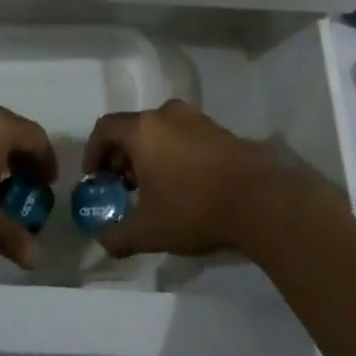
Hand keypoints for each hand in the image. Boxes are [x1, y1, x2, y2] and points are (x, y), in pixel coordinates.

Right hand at [81, 100, 306, 258]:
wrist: (261, 201)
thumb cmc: (195, 209)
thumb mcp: (148, 231)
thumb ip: (117, 236)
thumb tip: (102, 241)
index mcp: (143, 130)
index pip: (105, 128)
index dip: (94, 152)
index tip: (96, 179)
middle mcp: (167, 115)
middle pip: (132, 129)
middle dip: (121, 157)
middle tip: (123, 188)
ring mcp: (197, 119)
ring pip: (160, 132)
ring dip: (149, 156)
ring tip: (153, 189)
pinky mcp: (220, 130)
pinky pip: (183, 136)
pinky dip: (173, 154)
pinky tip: (183, 185)